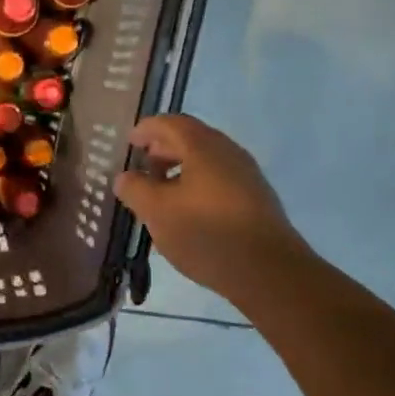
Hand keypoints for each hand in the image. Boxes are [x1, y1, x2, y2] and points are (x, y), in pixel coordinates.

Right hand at [114, 115, 307, 301]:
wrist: (269, 272)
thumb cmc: (206, 233)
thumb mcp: (157, 211)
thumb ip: (135, 188)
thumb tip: (125, 176)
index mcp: (203, 146)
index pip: (170, 123)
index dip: (146, 129)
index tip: (129, 143)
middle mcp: (228, 152)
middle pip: (191, 139)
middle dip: (162, 150)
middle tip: (142, 169)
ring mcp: (247, 176)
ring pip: (206, 162)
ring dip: (179, 171)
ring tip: (160, 196)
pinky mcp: (256, 200)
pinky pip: (219, 181)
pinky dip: (197, 186)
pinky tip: (187, 214)